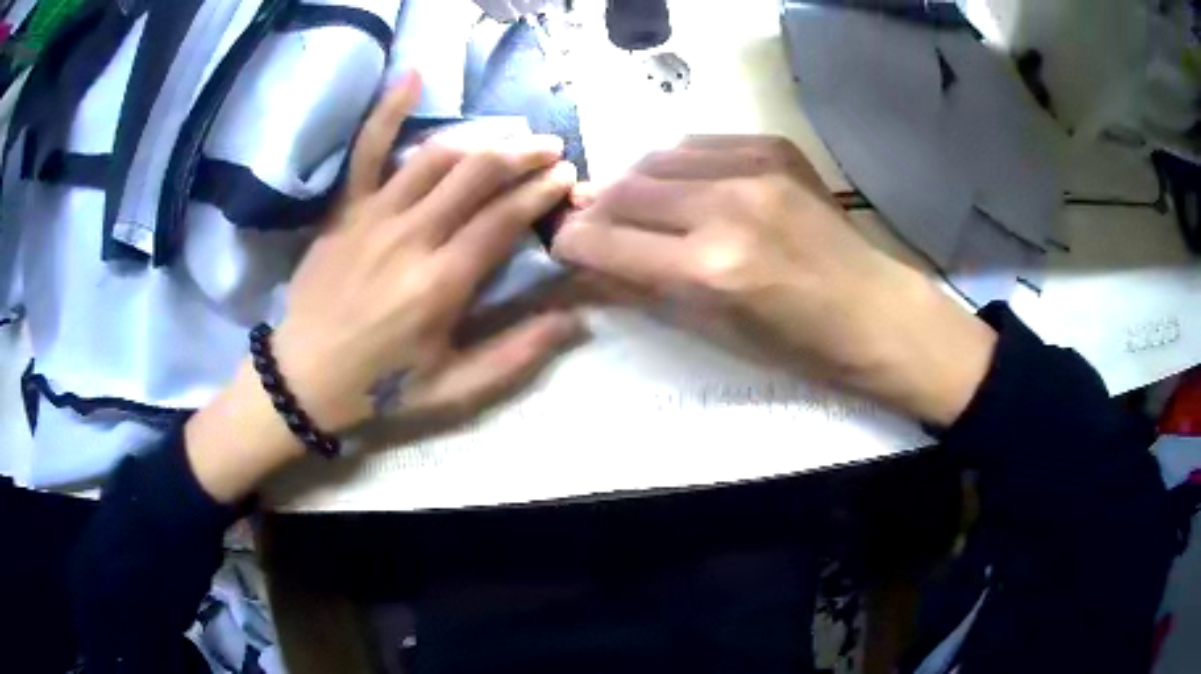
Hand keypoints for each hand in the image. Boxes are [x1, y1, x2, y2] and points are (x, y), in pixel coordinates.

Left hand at [186, 73, 581, 501]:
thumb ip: (516, 354)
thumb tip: (576, 321)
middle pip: (478, 176)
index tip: (566, 176)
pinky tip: (413, 77)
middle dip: (523, 155)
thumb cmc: (380, 387)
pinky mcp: (346, 210)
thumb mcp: (453, 389)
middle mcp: (411, 238)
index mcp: (440, 284)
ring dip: (482, 139)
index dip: (541, 191)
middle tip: (551, 147)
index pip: (504, 219)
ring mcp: (374, 217)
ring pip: (437, 157)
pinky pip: (367, 150)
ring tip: (512, 134)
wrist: (301, 378)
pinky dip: (388, 111)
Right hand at [552, 136, 995, 426]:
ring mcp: (754, 168)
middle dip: (596, 209)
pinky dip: (676, 164)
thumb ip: (643, 288)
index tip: (561, 242)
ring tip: (635, 204)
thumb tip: (588, 265)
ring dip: (633, 183)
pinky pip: (698, 144)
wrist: (872, 310)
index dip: (572, 241)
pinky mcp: (774, 147)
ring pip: (656, 158)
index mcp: (711, 269)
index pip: (608, 242)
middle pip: (625, 189)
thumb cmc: (797, 343)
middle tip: (591, 223)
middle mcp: (727, 207)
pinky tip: (682, 184)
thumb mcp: (713, 330)